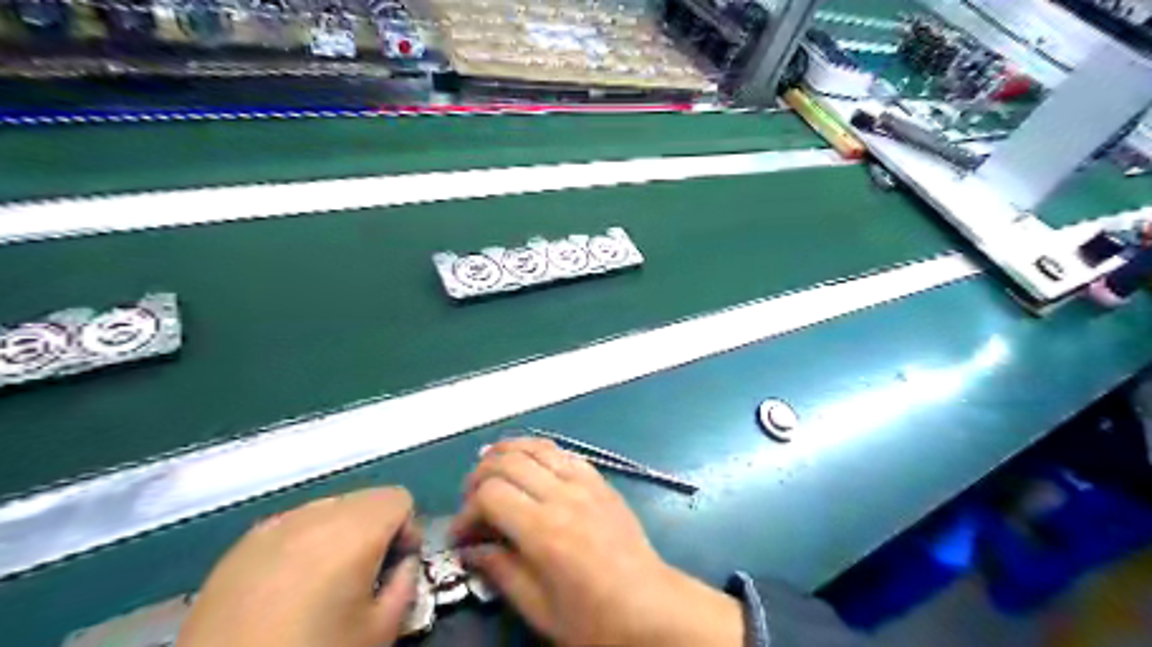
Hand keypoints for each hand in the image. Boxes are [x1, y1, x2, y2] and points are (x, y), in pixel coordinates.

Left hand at [176, 488, 418, 646]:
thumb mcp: (381, 630)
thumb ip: (406, 582)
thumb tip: (403, 562)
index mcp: (354, 530)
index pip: (399, 498)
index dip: (407, 530)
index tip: (396, 566)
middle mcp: (314, 515)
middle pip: (365, 499)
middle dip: (374, 529)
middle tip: (365, 575)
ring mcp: (271, 527)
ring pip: (327, 509)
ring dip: (338, 534)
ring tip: (324, 581)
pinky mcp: (238, 548)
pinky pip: (289, 527)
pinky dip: (302, 544)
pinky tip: (286, 587)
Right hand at [446, 437, 736, 642]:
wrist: (650, 606)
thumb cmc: (593, 618)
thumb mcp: (538, 608)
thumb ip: (500, 571)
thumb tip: (470, 550)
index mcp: (544, 530)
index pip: (490, 494)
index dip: (466, 511)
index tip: (462, 536)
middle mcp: (563, 495)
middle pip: (508, 461)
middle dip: (479, 476)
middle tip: (470, 501)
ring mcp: (585, 482)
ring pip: (536, 446)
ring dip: (506, 452)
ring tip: (489, 468)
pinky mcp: (600, 481)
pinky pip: (563, 452)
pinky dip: (538, 451)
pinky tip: (529, 464)